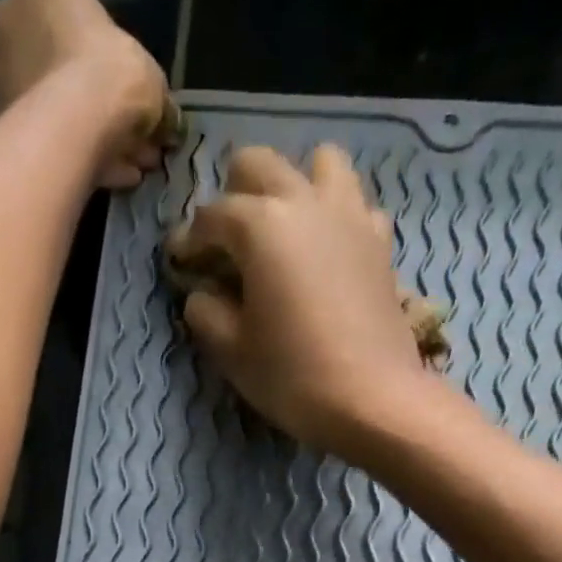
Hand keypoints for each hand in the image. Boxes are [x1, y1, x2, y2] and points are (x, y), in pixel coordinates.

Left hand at [0, 0, 170, 190]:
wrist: (67, 131)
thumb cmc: (108, 77)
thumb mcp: (151, 78)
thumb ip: (158, 99)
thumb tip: (169, 125)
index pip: (82, 15)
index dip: (117, 62)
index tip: (138, 98)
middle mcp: (11, 20)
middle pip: (66, 68)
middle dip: (105, 107)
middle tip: (139, 142)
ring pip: (56, 109)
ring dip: (95, 138)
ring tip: (132, 169)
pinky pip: (46, 141)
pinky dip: (78, 158)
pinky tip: (112, 180)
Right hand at [167, 145, 435, 459]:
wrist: (372, 398)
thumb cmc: (293, 377)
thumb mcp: (232, 352)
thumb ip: (206, 313)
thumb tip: (200, 293)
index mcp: (260, 226)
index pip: (211, 216)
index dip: (189, 241)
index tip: (182, 266)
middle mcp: (304, 202)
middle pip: (259, 164)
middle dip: (234, 194)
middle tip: (227, 242)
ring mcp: (349, 215)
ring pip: (318, 163)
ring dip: (294, 185)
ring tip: (283, 230)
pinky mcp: (379, 241)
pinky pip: (354, 204)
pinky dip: (336, 215)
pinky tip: (326, 251)